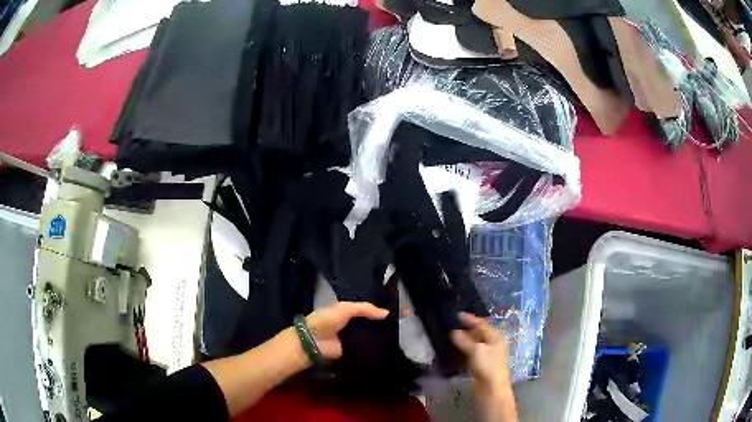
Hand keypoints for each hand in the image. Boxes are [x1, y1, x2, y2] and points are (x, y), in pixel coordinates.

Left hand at [305, 301, 388, 359]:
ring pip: (368, 336)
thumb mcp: (346, 308)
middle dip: (380, 324)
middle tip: (398, 324)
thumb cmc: (326, 320)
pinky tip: (388, 346)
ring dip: (378, 336)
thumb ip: (365, 309)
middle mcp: (349, 324)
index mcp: (346, 312)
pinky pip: (365, 348)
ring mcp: (351, 338)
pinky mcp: (352, 351)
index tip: (394, 311)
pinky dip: (373, 347)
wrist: (313, 341)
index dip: (376, 310)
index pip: (364, 310)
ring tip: (396, 335)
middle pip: (368, 323)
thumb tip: (387, 313)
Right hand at [451, 312, 510, 392]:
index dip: (470, 319)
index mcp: (495, 337)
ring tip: (451, 337)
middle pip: (478, 334)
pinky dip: (463, 351)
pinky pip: (471, 354)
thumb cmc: (488, 365)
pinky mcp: (482, 364)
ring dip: (464, 341)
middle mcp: (493, 344)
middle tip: (452, 326)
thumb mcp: (476, 350)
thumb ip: (464, 340)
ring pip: (474, 344)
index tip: (458, 314)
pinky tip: (455, 352)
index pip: (482, 324)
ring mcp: (488, 355)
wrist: (492, 387)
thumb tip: (453, 331)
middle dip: (466, 330)